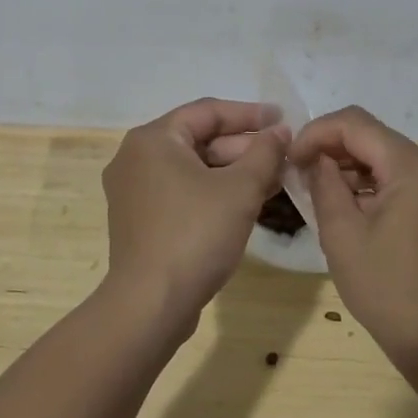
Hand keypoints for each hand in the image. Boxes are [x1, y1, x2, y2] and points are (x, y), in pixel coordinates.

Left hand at [102, 99, 290, 335]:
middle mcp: (136, 157)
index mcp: (153, 139)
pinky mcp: (140, 220)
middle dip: (244, 148)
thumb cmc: (195, 235)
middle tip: (283, 156)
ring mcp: (134, 191)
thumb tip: (280, 131)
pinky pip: (182, 191)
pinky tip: (247, 203)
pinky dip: (214, 192)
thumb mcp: (240, 190)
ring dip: (233, 172)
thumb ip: (265, 153)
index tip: (283, 119)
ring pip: (193, 168)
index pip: (208, 112)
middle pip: (199, 139)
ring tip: (275, 180)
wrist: (150, 305)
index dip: (250, 114)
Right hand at [291, 106, 417, 369]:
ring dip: (351, 167)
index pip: (356, 124)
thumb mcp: (341, 234)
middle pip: (374, 137)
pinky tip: (349, 207)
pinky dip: (372, 183)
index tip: (291, 159)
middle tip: (300, 175)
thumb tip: (314, 159)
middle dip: (333, 148)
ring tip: (319, 193)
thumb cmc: (387, 290)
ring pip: (387, 157)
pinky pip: (402, 178)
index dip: (317, 133)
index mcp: (414, 169)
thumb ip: (323, 183)